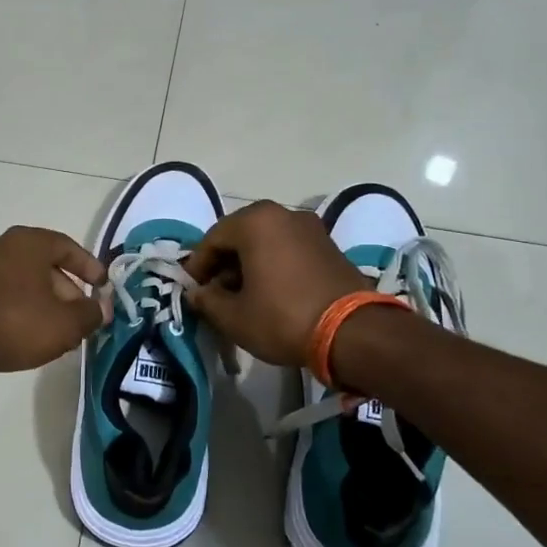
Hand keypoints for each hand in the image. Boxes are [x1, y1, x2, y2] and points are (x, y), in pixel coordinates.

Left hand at [0, 226, 108, 391]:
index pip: (69, 247)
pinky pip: (8, 296)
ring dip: (49, 305)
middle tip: (84, 318)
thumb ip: (91, 314)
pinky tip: (34, 337)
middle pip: (48, 266)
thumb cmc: (16, 323)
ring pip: (28, 283)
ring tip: (63, 334)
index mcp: (29, 242)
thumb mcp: (66, 323)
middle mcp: (5, 247)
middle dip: (70, 293)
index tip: (104, 287)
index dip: (90, 268)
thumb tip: (103, 308)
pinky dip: (26, 310)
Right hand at [183, 201, 365, 366]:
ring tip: (241, 297)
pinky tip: (269, 293)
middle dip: (223, 264)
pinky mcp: (329, 246)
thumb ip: (207, 300)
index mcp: (255, 221)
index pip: (212, 238)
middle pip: (240, 236)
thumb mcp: (234, 317)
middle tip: (215, 294)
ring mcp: (310, 228)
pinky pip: (288, 250)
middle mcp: (283, 214)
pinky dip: (272, 266)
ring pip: (265, 242)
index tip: (192, 290)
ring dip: (248, 265)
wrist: (353, 332)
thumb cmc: (283, 318)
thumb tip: (197, 293)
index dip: (198, 266)